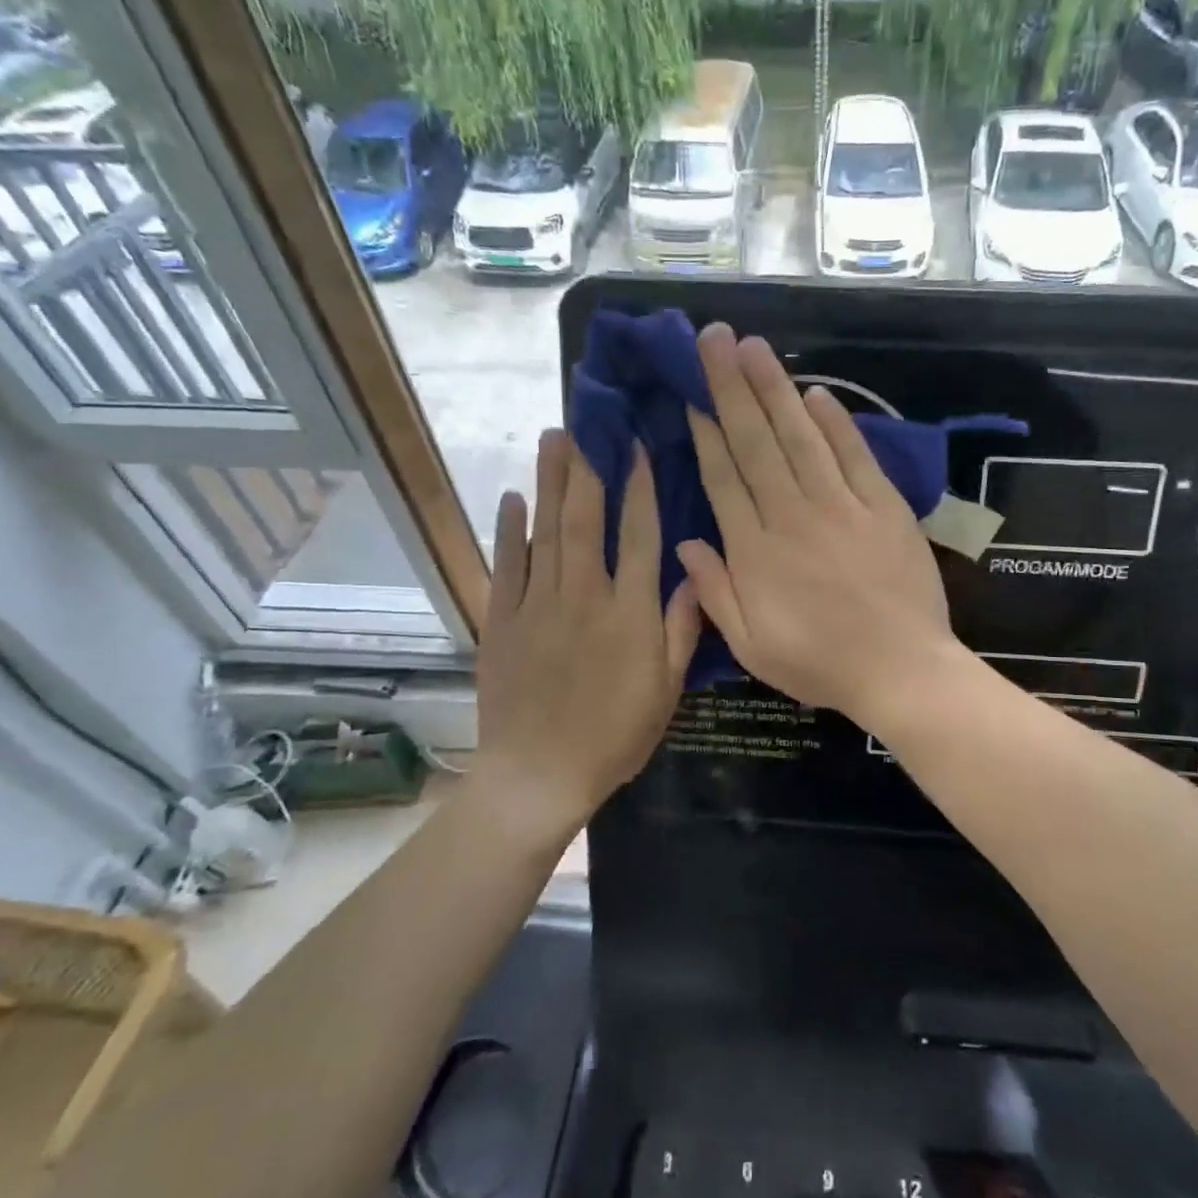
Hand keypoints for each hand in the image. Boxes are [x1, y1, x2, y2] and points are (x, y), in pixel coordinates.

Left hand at [476, 429, 700, 840]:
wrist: (539, 775)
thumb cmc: (614, 736)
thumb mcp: (666, 690)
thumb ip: (681, 628)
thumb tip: (695, 572)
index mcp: (630, 612)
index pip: (640, 535)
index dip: (640, 487)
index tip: (638, 446)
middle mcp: (584, 595)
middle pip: (586, 519)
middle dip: (587, 467)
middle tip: (586, 422)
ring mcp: (537, 605)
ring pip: (545, 531)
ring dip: (550, 482)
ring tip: (552, 439)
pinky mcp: (502, 621)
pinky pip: (506, 566)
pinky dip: (508, 530)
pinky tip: (512, 498)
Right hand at [677, 324, 960, 730]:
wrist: (901, 670)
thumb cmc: (820, 664)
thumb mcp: (751, 646)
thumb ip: (715, 593)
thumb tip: (686, 544)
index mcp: (756, 551)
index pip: (724, 478)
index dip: (706, 432)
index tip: (691, 393)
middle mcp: (793, 515)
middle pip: (757, 443)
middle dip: (732, 387)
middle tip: (714, 338)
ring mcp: (841, 506)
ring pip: (801, 437)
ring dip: (775, 389)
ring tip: (754, 347)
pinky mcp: (883, 507)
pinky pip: (854, 455)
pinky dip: (836, 422)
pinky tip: (816, 392)